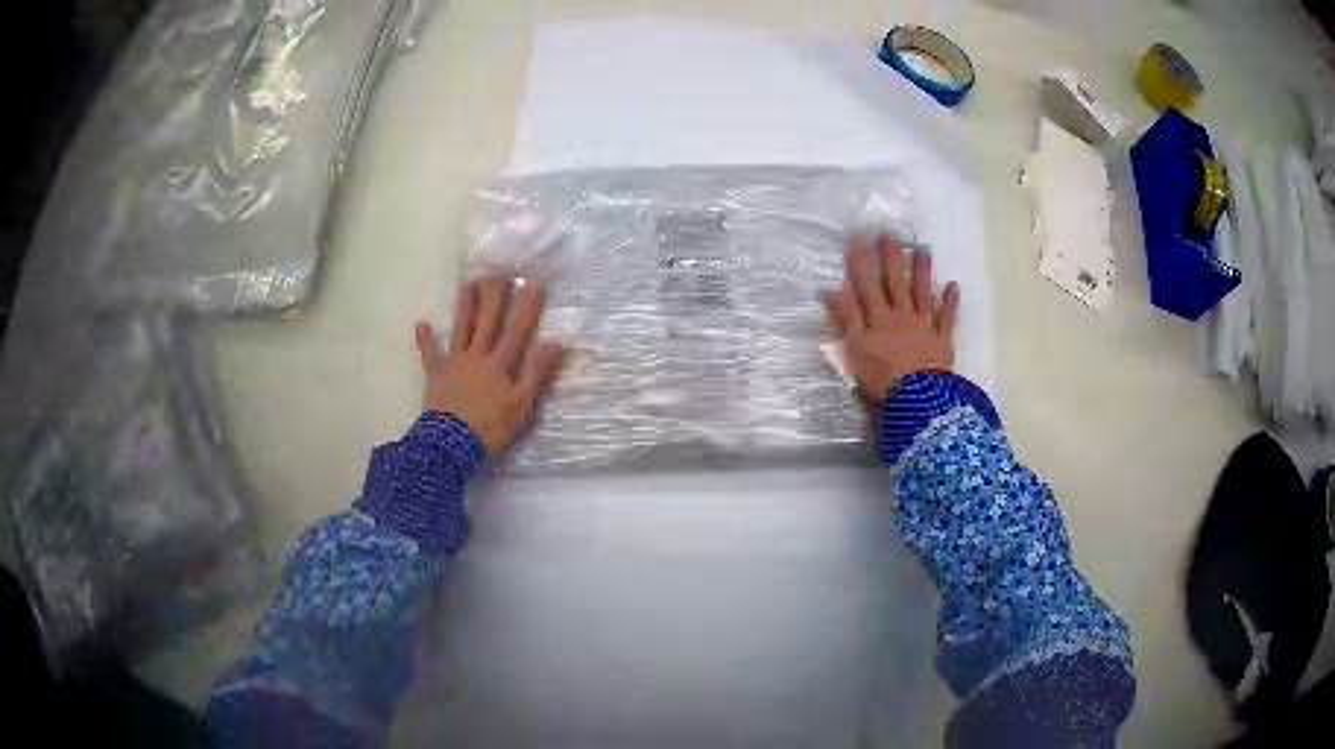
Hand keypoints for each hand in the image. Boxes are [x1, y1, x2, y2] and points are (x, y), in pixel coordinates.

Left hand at [415, 278, 564, 451]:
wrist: (451, 444)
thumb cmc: (490, 426)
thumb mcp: (521, 404)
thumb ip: (537, 372)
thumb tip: (557, 341)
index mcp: (500, 364)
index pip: (517, 330)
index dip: (527, 306)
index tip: (534, 281)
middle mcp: (477, 356)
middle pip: (488, 321)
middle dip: (495, 295)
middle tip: (499, 269)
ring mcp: (454, 363)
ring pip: (461, 329)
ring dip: (465, 305)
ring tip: (468, 283)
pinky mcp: (435, 375)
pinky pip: (429, 354)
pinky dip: (425, 339)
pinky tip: (421, 323)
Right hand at [827, 236, 959, 401]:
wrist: (918, 399)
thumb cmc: (882, 378)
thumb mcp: (855, 350)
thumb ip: (847, 318)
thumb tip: (833, 288)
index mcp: (879, 318)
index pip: (868, 284)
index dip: (861, 261)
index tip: (857, 238)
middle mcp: (902, 314)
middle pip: (896, 282)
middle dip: (892, 256)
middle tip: (890, 233)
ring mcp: (925, 325)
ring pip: (922, 292)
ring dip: (922, 270)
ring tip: (922, 249)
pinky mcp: (942, 339)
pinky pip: (947, 316)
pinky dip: (950, 301)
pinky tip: (953, 285)